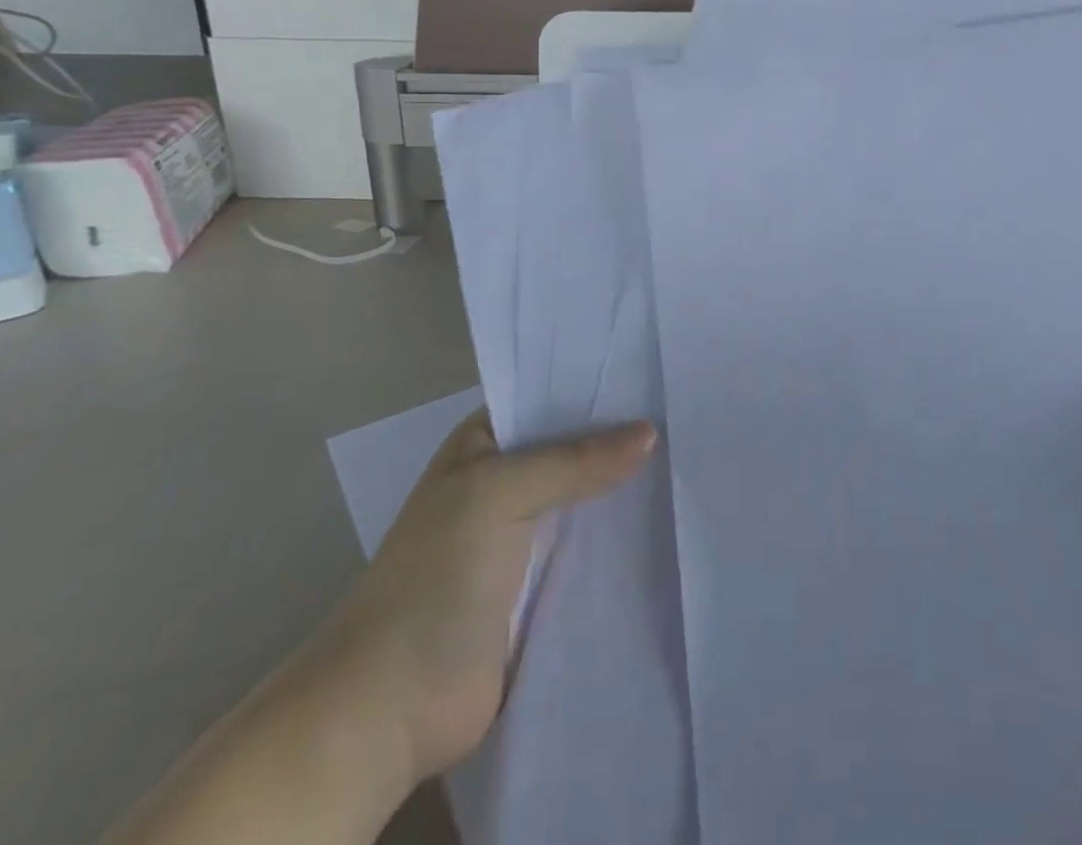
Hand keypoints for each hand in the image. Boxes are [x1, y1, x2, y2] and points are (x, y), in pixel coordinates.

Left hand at [321, 411, 656, 780]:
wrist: (392, 705)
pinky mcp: (541, 587)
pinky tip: (668, 519)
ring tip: (689, 460)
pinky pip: (589, 548)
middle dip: (619, 437)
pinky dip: (621, 536)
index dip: (596, 388)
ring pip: (585, 498)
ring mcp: (522, 536)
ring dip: (625, 487)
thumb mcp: (498, 494)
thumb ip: (574, 461)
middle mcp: (503, 482)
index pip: (548, 399)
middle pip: (572, 449)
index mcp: (482, 445)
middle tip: (684, 415)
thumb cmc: (436, 576)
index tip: (654, 375)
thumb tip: (650, 433)